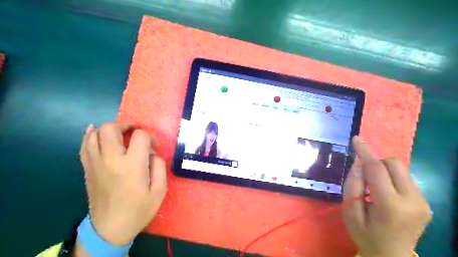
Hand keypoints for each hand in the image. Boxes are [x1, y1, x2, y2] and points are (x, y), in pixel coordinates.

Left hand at [79, 123, 167, 244]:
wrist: (110, 229)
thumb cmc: (139, 209)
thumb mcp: (159, 190)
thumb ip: (159, 166)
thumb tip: (152, 152)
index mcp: (132, 165)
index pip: (140, 136)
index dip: (150, 137)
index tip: (153, 147)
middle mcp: (111, 160)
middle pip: (111, 128)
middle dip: (125, 126)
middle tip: (134, 134)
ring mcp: (96, 163)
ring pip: (95, 134)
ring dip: (109, 129)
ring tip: (120, 135)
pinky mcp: (87, 169)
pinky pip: (84, 146)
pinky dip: (90, 136)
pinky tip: (96, 133)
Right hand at [344, 137, 433, 256]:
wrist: (390, 255)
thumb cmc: (364, 233)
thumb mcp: (349, 210)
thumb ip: (353, 184)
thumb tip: (359, 162)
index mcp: (390, 206)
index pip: (377, 170)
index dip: (365, 152)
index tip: (356, 139)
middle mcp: (413, 201)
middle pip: (394, 164)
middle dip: (376, 162)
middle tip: (364, 177)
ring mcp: (423, 203)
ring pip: (401, 170)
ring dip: (384, 171)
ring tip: (374, 188)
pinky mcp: (426, 203)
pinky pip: (406, 179)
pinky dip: (392, 179)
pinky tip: (385, 193)